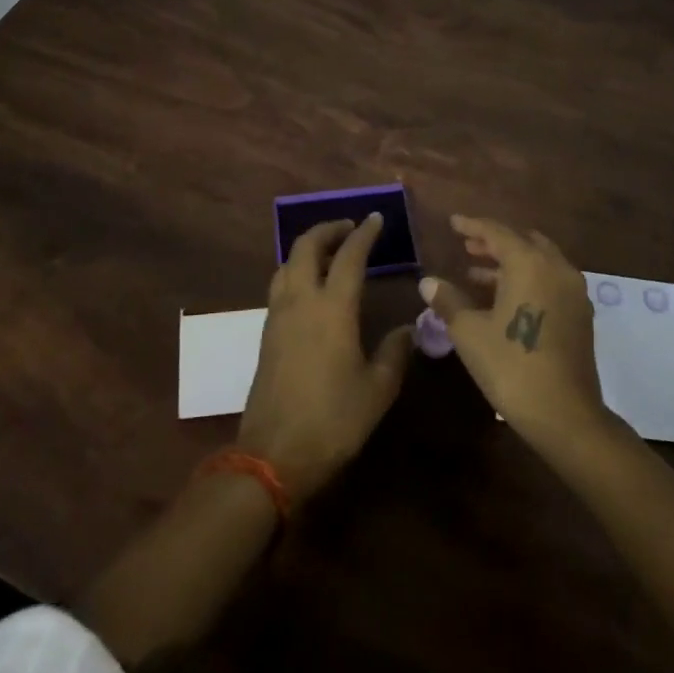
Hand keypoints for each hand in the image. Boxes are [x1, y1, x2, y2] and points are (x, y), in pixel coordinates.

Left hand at [239, 214, 413, 499]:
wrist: (274, 454)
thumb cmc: (333, 420)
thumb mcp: (377, 390)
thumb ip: (394, 353)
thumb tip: (407, 328)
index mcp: (333, 308)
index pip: (350, 256)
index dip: (364, 233)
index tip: (376, 218)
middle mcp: (301, 301)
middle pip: (307, 245)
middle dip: (328, 229)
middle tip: (349, 228)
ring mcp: (278, 315)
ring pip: (288, 262)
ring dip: (308, 248)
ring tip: (330, 254)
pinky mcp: (266, 332)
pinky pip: (280, 284)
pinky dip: (296, 270)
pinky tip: (311, 288)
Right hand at [420, 215, 607, 445]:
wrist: (565, 416)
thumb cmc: (511, 366)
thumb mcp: (470, 332)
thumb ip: (448, 301)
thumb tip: (427, 282)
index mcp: (530, 263)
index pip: (497, 232)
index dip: (472, 225)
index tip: (453, 222)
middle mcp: (556, 268)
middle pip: (523, 241)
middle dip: (494, 241)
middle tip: (466, 246)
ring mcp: (573, 291)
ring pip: (539, 261)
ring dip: (509, 262)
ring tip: (476, 272)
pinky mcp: (580, 315)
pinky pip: (550, 280)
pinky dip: (527, 279)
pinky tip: (503, 298)